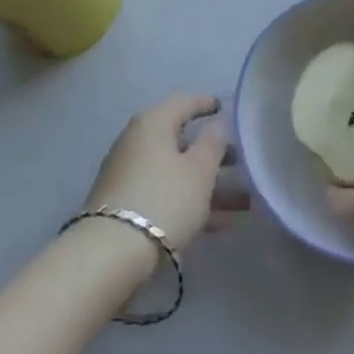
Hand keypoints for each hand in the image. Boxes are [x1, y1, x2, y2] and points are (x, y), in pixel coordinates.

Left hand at [83, 93, 228, 253]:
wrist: (112, 251)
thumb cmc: (164, 199)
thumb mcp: (199, 171)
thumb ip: (213, 143)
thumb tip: (217, 124)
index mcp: (153, 122)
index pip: (184, 102)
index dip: (206, 103)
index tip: (225, 108)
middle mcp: (137, 139)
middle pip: (180, 139)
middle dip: (211, 152)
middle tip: (240, 161)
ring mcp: (128, 171)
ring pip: (175, 169)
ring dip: (206, 182)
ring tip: (241, 200)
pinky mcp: (125, 201)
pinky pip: (165, 191)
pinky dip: (189, 200)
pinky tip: (218, 223)